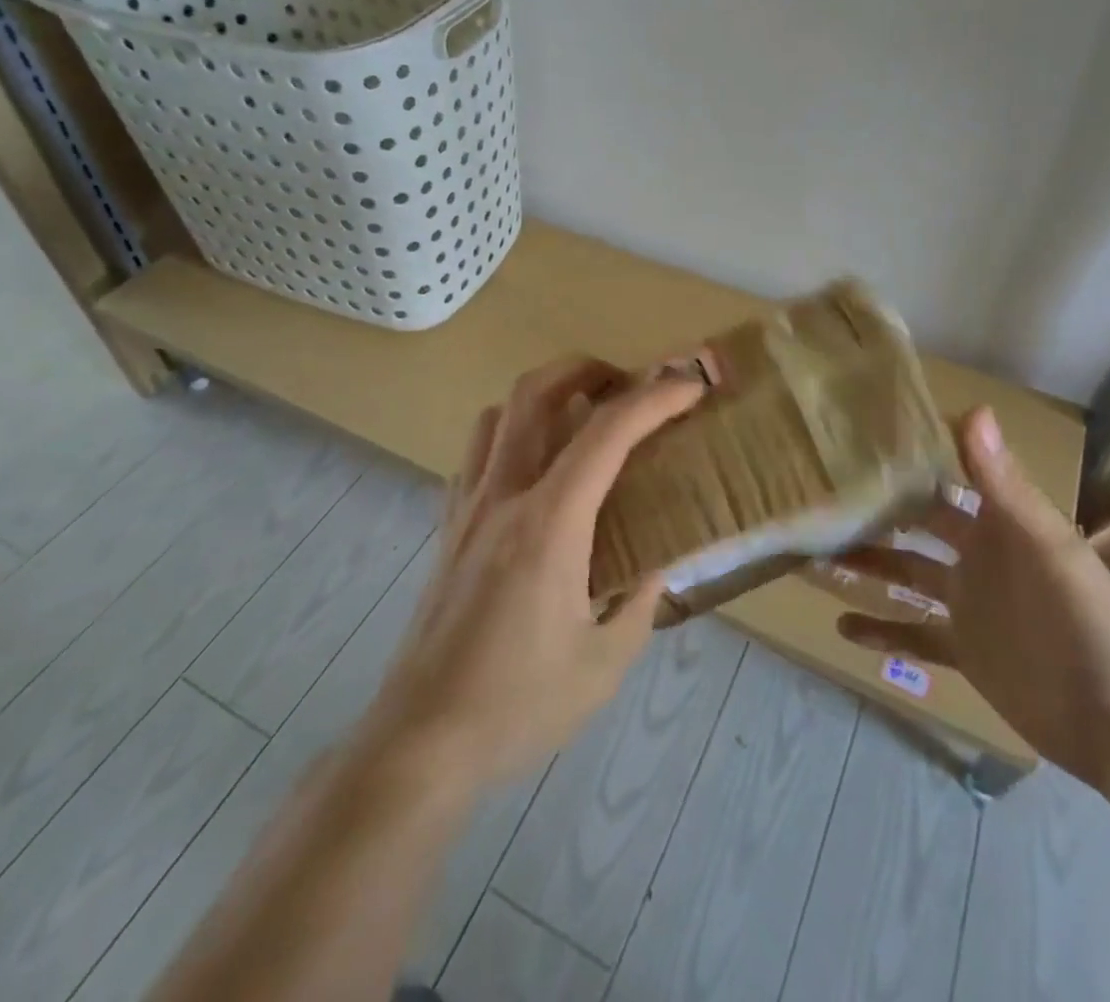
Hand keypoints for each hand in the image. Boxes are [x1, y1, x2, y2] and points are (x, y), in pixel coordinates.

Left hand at [360, 358, 704, 792]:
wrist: (421, 742)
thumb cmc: (518, 705)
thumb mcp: (604, 663)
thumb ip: (640, 601)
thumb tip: (657, 563)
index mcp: (550, 524)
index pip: (607, 434)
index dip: (654, 399)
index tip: (689, 387)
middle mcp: (503, 497)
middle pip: (534, 393)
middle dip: (585, 368)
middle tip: (625, 383)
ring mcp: (467, 508)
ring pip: (498, 415)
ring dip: (543, 396)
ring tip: (580, 417)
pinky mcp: (447, 528)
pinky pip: (476, 454)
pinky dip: (510, 435)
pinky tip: (534, 472)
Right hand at [836, 407, 1109, 791]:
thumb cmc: (1091, 624)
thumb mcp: (1048, 548)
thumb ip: (1004, 484)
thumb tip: (971, 409)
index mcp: (997, 523)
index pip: (943, 476)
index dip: (907, 457)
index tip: (855, 436)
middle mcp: (975, 555)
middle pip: (913, 524)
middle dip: (872, 509)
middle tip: (818, 494)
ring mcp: (966, 603)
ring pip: (903, 573)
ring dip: (864, 564)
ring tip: (812, 552)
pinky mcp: (963, 649)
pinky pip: (912, 633)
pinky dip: (879, 631)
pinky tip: (840, 627)